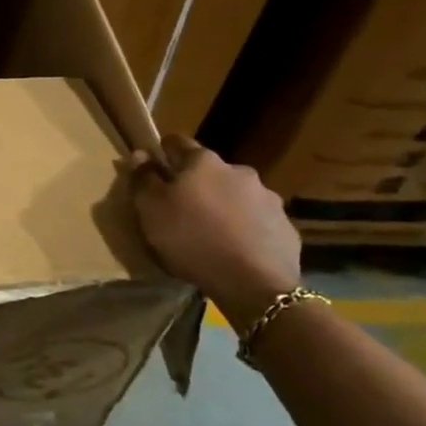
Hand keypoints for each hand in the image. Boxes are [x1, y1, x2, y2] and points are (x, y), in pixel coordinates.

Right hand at [127, 134, 300, 328]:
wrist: (254, 283)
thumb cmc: (191, 239)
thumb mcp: (151, 209)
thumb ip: (143, 178)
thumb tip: (140, 154)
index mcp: (203, 162)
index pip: (177, 142)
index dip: (163, 155)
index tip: (154, 173)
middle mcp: (239, 171)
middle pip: (210, 171)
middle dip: (196, 185)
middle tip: (182, 211)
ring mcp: (267, 198)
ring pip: (236, 195)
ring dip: (223, 206)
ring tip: (212, 234)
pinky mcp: (285, 226)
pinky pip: (257, 221)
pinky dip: (245, 228)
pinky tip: (236, 250)